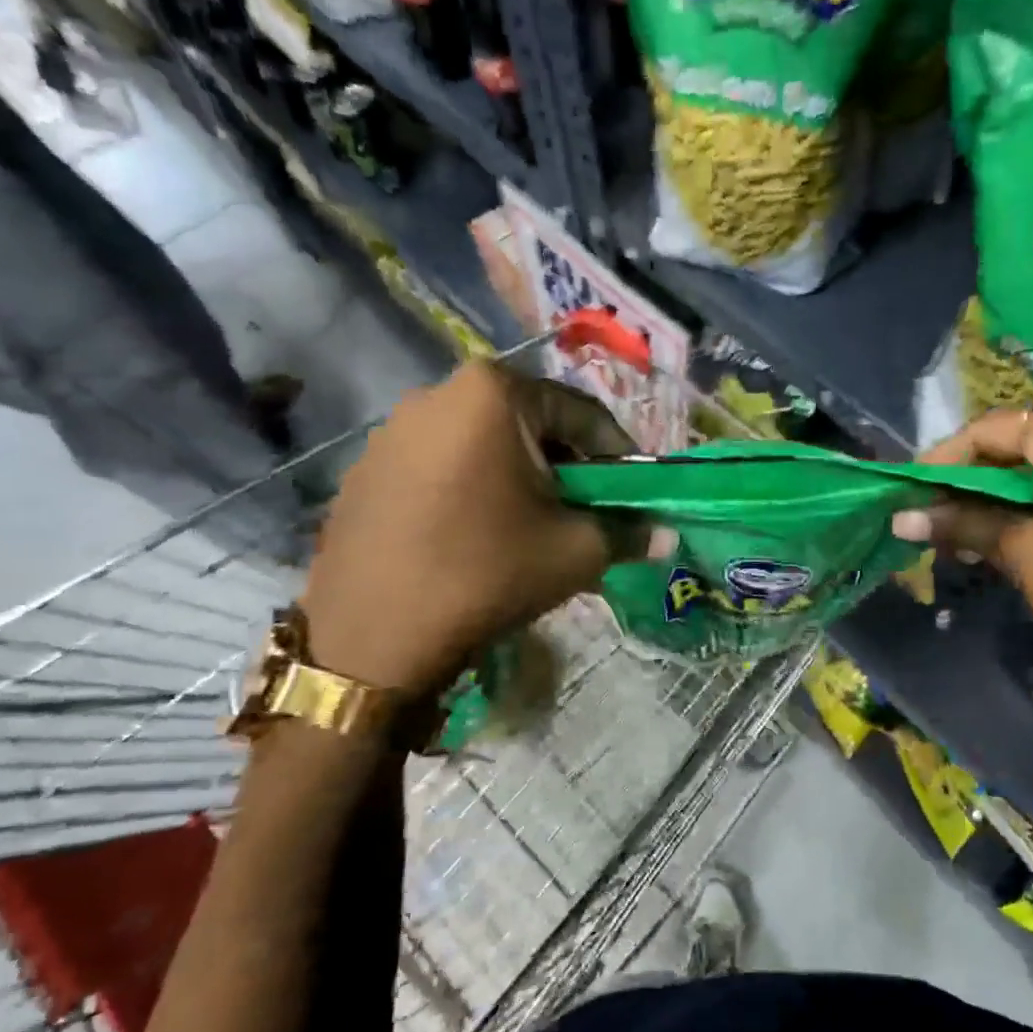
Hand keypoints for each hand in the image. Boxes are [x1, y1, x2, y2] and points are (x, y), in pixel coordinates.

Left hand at [302, 363, 641, 690]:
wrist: (370, 639)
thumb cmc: (486, 574)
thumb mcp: (575, 552)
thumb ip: (629, 533)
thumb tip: (667, 537)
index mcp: (492, 393)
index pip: (579, 412)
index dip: (616, 454)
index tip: (632, 491)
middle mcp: (436, 393)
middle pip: (528, 424)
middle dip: (565, 466)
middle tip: (584, 510)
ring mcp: (391, 431)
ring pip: (482, 445)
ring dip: (518, 478)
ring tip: (531, 526)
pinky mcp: (365, 470)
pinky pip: (440, 466)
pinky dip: (472, 489)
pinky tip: (476, 536)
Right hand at [894, 400, 1032, 728]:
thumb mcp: (1026, 555)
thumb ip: (961, 523)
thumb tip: (899, 516)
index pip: (996, 428)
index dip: (944, 460)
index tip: (904, 492)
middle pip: (1021, 443)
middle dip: (970, 482)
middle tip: (926, 516)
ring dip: (998, 497)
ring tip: (954, 532)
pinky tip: (999, 535)